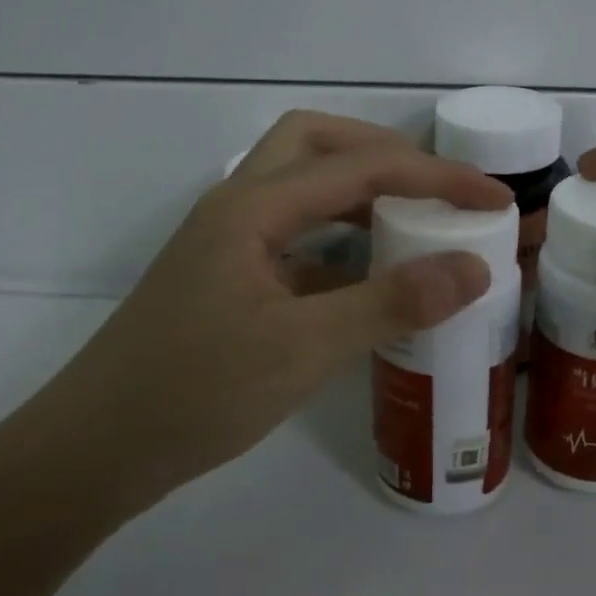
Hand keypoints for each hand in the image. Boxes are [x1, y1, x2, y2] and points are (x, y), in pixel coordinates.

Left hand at [28, 112, 510, 519]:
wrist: (100, 449)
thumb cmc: (195, 391)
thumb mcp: (303, 347)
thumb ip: (390, 303)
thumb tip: (474, 268)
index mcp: (252, 207)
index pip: (360, 166)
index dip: (435, 176)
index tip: (495, 199)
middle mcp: (238, 209)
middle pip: (316, 146)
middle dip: (385, 155)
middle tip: (437, 190)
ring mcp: (229, 248)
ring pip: (303, 193)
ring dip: (360, 196)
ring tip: (416, 226)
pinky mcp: (230, 284)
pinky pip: (296, 243)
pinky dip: (341, 247)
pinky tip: (369, 285)